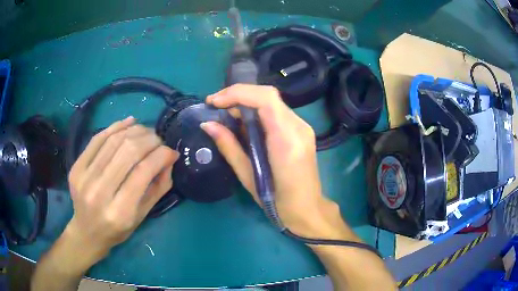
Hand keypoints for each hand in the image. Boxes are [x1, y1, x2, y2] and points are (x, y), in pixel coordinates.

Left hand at [63, 117, 178, 269]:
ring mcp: (84, 177)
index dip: (160, 155)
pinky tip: (129, 122)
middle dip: (149, 140)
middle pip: (128, 152)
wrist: (87, 232)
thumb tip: (169, 158)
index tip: (171, 151)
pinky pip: (97, 139)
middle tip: (159, 140)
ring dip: (135, 131)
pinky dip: (115, 127)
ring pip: (113, 141)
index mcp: (120, 211)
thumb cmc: (118, 229)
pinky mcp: (76, 167)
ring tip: (146, 132)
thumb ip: (158, 187)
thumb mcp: (143, 216)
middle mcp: (99, 192)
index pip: (143, 171)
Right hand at [202, 84, 355, 240]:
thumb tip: (208, 125)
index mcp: (286, 140)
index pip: (265, 99)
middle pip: (268, 96)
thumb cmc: (277, 201)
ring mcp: (303, 127)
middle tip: (216, 107)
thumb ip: (229, 146)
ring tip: (225, 116)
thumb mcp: (248, 176)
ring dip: (246, 103)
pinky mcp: (301, 130)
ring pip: (272, 102)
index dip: (237, 93)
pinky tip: (244, 124)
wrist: (307, 209)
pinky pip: (276, 112)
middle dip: (238, 96)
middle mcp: (298, 127)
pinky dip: (257, 112)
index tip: (214, 101)